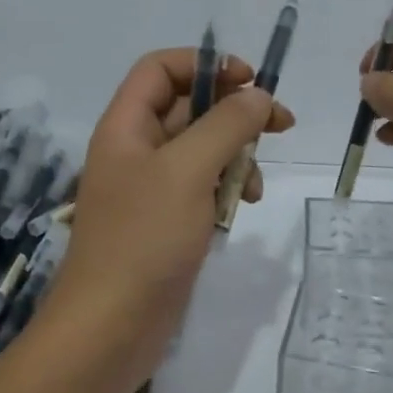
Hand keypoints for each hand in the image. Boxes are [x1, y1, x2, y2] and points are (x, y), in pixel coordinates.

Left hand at [44, 49, 293, 392]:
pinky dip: (226, 189)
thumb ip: (227, 126)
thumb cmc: (144, 239)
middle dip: (234, 113)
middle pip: (189, 107)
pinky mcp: (167, 220)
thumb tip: (259, 96)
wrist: (111, 327)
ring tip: (254, 184)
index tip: (251, 81)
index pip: (162, 68)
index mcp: (126, 126)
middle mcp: (136, 149)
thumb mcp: (188, 170)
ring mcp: (151, 187)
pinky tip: (241, 207)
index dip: (205, 65)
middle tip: (281, 124)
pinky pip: (203, 186)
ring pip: (202, 149)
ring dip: (236, 156)